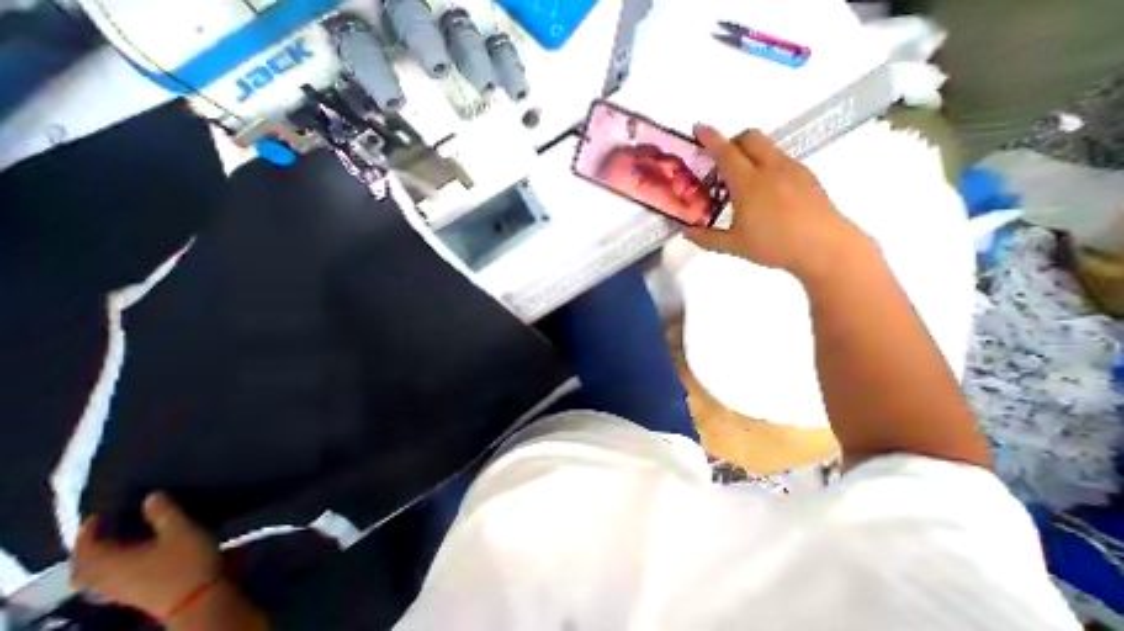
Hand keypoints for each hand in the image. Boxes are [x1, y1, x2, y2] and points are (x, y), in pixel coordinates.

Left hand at [71, 494, 221, 620]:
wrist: (193, 594)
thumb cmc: (185, 559)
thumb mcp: (181, 530)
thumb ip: (165, 513)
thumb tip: (150, 496)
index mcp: (110, 562)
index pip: (88, 546)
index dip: (89, 530)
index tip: (97, 515)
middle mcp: (103, 577)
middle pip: (84, 565)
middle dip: (89, 548)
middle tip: (101, 530)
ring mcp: (115, 588)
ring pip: (94, 574)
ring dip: (99, 557)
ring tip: (117, 541)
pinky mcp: (128, 592)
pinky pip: (106, 577)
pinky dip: (110, 565)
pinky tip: (131, 558)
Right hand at [686, 124, 866, 278]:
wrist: (824, 247)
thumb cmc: (774, 245)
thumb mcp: (733, 245)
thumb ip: (706, 238)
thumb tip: (686, 232)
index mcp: (749, 183)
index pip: (725, 152)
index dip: (710, 138)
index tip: (698, 127)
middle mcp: (770, 168)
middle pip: (750, 137)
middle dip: (732, 141)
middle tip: (720, 163)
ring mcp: (791, 169)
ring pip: (767, 146)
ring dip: (749, 152)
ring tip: (741, 181)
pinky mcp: (806, 175)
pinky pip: (780, 158)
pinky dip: (765, 163)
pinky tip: (764, 191)